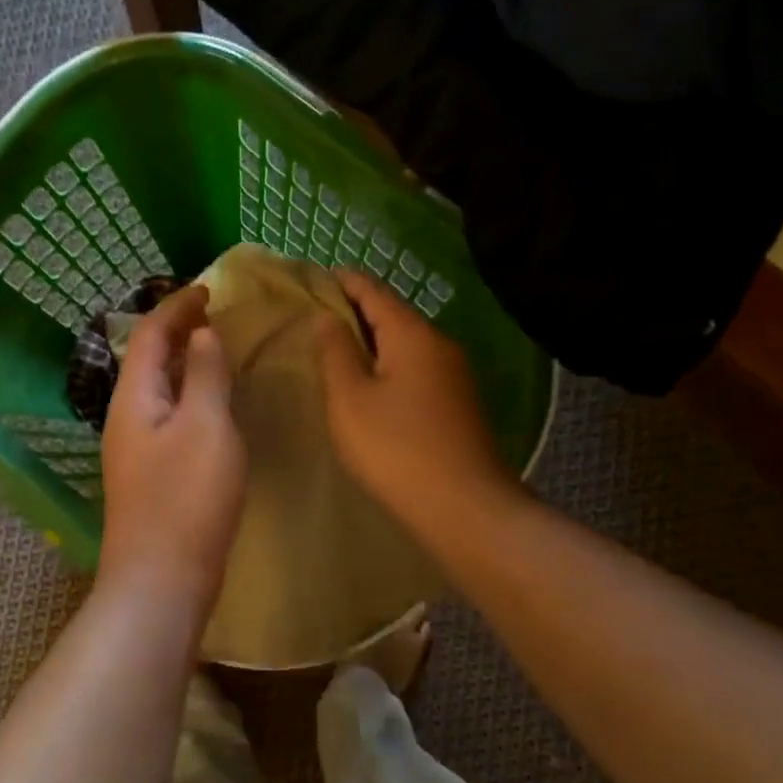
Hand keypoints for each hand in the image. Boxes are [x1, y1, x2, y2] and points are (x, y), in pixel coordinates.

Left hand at [98, 286, 246, 615]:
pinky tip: (215, 406)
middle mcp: (127, 417)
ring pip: (160, 389)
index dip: (177, 307)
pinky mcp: (153, 474)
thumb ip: (206, 375)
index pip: (150, 334)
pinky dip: (192, 396)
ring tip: (219, 351)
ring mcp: (137, 449)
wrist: (162, 579)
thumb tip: (203, 335)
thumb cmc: (186, 499)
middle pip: (149, 359)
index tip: (209, 289)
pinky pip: (171, 416)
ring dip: (185, 363)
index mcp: (134, 398)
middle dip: (178, 331)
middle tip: (216, 315)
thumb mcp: (206, 426)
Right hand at [315, 269, 515, 522]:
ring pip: (407, 344)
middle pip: (394, 315)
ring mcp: (455, 375)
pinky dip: (390, 364)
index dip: (345, 281)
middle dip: (358, 310)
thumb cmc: (396, 448)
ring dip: (374, 340)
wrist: (464, 507)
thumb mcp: (350, 399)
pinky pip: (417, 368)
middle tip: (319, 313)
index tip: (318, 275)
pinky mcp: (459, 403)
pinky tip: (372, 383)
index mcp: (413, 335)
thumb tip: (326, 316)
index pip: (374, 292)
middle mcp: (440, 345)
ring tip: (339, 348)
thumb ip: (335, 352)